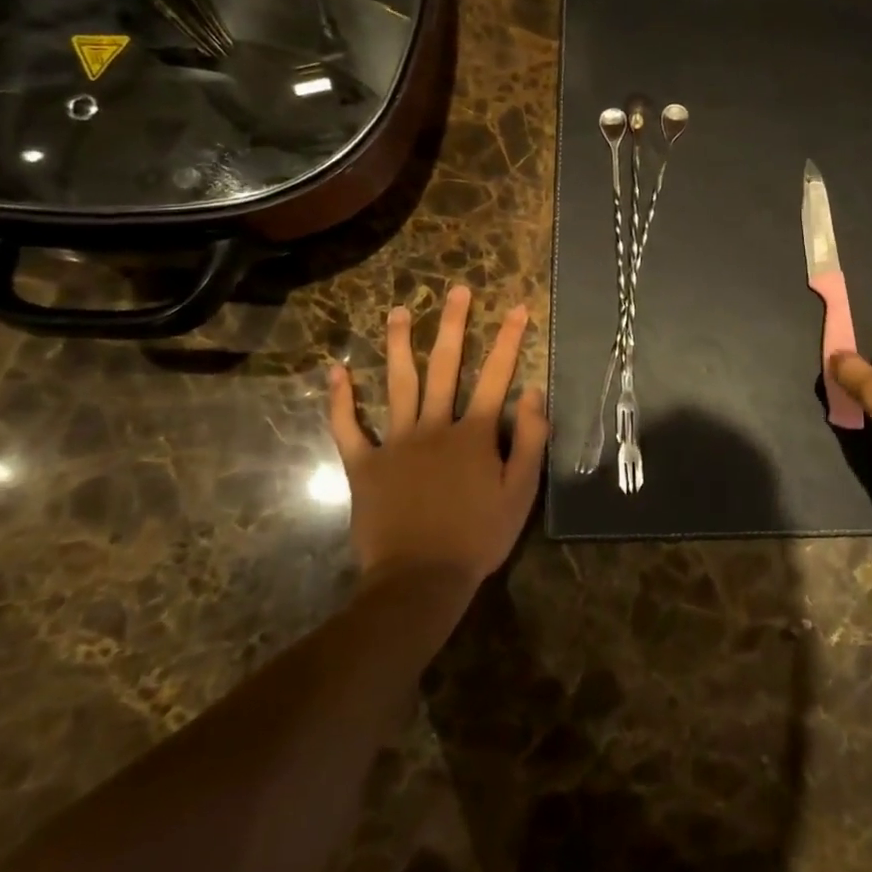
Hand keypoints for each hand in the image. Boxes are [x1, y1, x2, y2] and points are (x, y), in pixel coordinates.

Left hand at [329, 285, 548, 591]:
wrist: (420, 580)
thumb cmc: (477, 537)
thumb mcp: (520, 492)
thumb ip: (530, 440)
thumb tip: (535, 392)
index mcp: (474, 433)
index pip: (496, 376)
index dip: (510, 340)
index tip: (519, 308)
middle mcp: (435, 426)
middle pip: (446, 367)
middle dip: (454, 326)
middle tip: (457, 291)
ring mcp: (396, 443)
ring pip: (398, 384)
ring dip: (399, 345)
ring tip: (399, 312)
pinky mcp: (364, 465)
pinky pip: (348, 428)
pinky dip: (340, 400)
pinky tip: (336, 371)